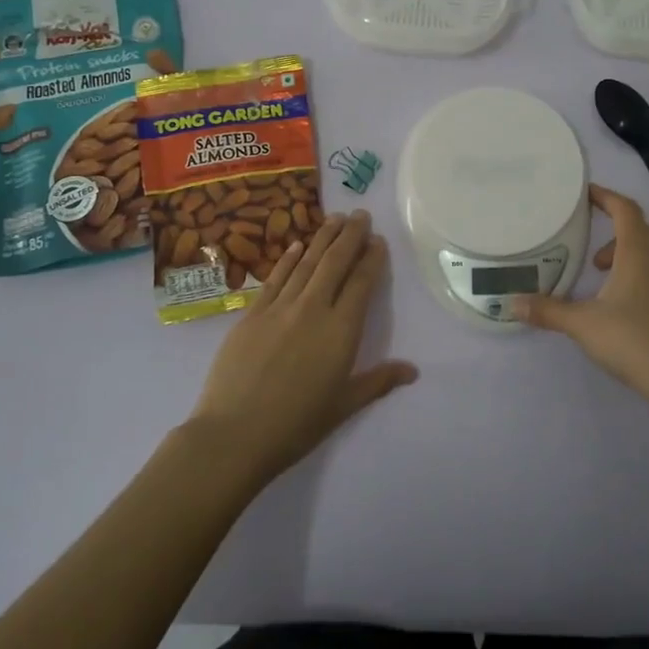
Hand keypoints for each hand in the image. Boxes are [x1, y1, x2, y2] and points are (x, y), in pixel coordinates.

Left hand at [184, 209, 416, 486]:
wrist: (234, 434)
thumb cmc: (296, 425)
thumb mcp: (343, 405)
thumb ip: (378, 381)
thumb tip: (413, 370)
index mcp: (341, 330)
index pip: (361, 283)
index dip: (371, 258)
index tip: (378, 240)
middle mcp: (313, 309)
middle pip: (335, 262)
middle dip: (350, 236)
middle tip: (360, 214)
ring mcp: (279, 307)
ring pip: (306, 263)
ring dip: (322, 237)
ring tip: (335, 217)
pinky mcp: (252, 313)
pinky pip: (275, 278)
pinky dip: (288, 259)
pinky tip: (296, 245)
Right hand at [517, 185, 648, 410]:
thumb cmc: (631, 340)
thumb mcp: (582, 324)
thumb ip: (548, 311)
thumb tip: (512, 303)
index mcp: (639, 254)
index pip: (626, 210)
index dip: (606, 198)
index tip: (588, 194)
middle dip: (624, 233)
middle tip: (598, 259)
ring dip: (634, 259)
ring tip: (607, 287)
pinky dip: (647, 282)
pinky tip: (628, 312)